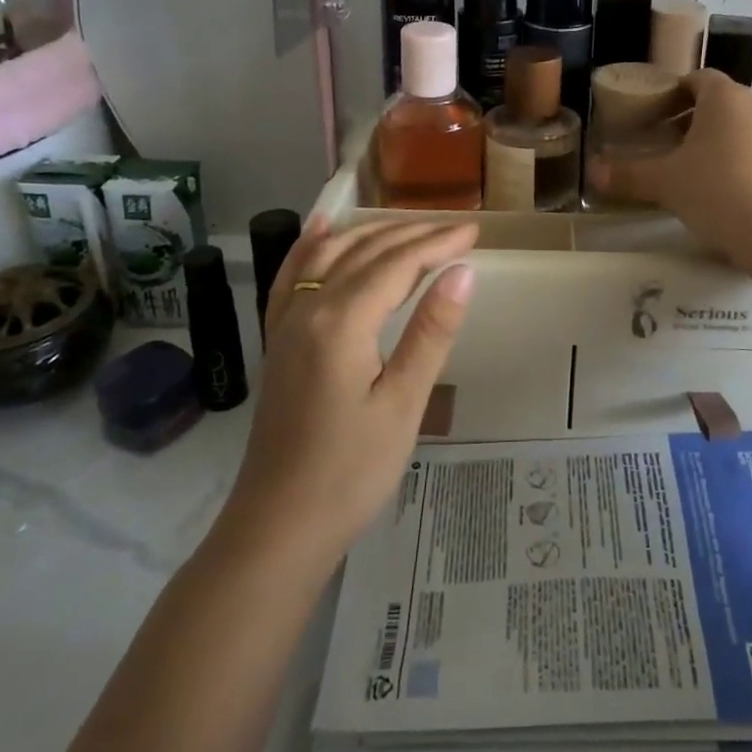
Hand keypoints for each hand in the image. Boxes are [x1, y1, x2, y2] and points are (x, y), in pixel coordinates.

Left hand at [221, 217, 478, 564]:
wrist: (278, 526)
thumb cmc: (350, 471)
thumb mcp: (403, 404)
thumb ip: (431, 332)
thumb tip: (462, 272)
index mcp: (341, 321)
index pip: (397, 263)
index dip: (437, 242)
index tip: (474, 230)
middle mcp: (308, 308)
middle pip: (364, 251)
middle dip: (412, 234)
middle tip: (456, 228)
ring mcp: (286, 322)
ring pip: (329, 255)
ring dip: (371, 233)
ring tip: (410, 225)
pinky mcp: (277, 340)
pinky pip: (292, 276)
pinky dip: (311, 246)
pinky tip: (322, 230)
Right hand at [591, 70, 751, 280]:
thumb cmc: (718, 191)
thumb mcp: (665, 183)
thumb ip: (628, 175)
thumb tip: (592, 173)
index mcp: (725, 97)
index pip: (696, 79)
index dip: (672, 93)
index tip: (652, 115)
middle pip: (718, 103)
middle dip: (689, 119)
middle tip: (663, 143)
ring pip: (739, 128)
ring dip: (713, 141)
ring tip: (688, 170)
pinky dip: (735, 161)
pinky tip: (720, 191)